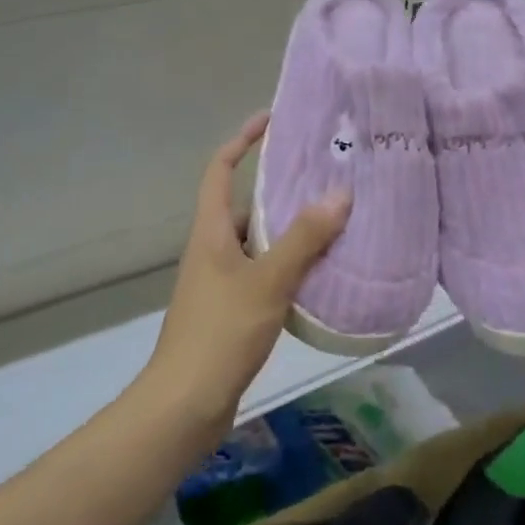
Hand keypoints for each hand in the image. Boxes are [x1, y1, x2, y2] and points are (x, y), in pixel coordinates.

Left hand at [137, 112, 350, 442]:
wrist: (185, 404)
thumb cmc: (220, 332)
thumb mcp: (266, 281)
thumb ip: (303, 239)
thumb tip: (340, 194)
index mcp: (210, 231)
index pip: (220, 170)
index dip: (242, 140)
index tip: (272, 120)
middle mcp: (212, 249)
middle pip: (247, 204)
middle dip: (282, 187)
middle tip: (327, 175)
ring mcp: (221, 281)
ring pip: (260, 241)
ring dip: (292, 229)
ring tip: (337, 218)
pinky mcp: (233, 309)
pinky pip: (266, 271)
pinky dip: (291, 264)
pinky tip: (323, 270)